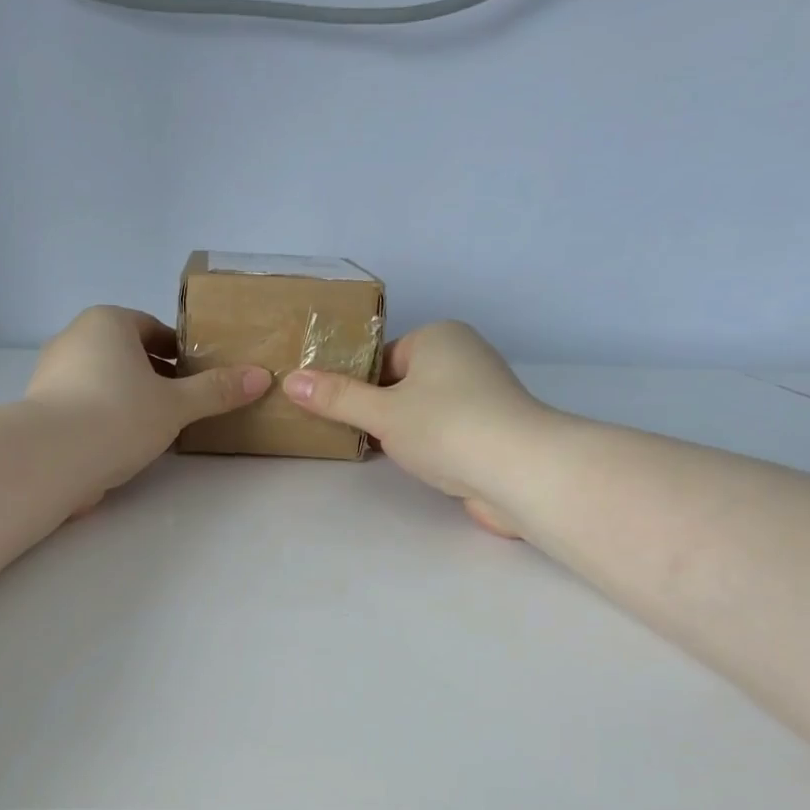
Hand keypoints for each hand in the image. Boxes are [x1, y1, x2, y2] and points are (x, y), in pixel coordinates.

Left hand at [26, 305, 268, 500]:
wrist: (50, 457)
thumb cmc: (118, 416)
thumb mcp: (176, 405)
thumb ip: (216, 391)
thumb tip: (261, 377)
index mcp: (107, 322)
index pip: (151, 329)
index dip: (179, 352)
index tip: (197, 377)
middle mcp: (74, 338)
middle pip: (126, 354)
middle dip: (154, 377)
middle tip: (182, 405)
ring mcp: (51, 373)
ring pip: (103, 381)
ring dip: (129, 399)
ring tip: (155, 430)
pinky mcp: (40, 408)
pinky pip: (83, 405)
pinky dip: (104, 419)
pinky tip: (120, 446)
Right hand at [283, 321, 554, 536]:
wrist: (520, 471)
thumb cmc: (446, 427)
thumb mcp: (381, 412)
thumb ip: (336, 398)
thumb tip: (290, 380)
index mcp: (438, 337)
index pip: (381, 357)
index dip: (355, 386)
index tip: (336, 414)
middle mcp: (463, 356)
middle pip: (400, 383)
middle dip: (377, 411)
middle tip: (351, 436)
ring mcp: (481, 395)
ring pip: (421, 410)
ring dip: (400, 432)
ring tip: (379, 453)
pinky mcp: (489, 430)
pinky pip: (442, 431)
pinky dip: (425, 446)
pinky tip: (413, 465)